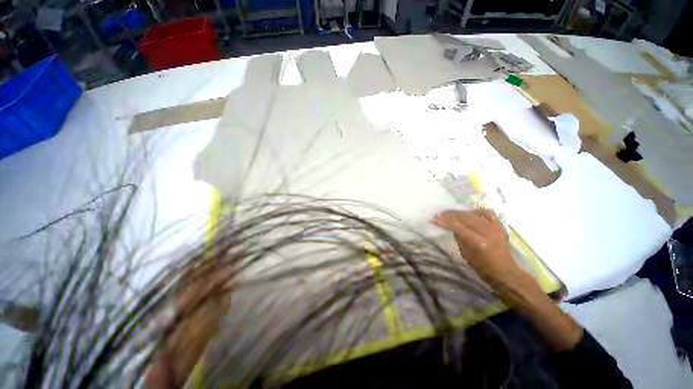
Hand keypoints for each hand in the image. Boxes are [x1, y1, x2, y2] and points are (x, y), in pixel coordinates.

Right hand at [432, 209, 524, 286]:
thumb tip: (450, 225)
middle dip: (449, 214)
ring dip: (460, 212)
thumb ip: (458, 237)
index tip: (433, 219)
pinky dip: (476, 211)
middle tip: (439, 215)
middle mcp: (487, 232)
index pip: (457, 226)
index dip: (444, 221)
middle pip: (464, 216)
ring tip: (452, 214)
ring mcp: (495, 227)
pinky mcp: (500, 226)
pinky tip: (469, 214)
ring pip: (473, 213)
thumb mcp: (465, 253)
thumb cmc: (482, 267)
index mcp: (478, 242)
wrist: (504, 271)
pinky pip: (487, 213)